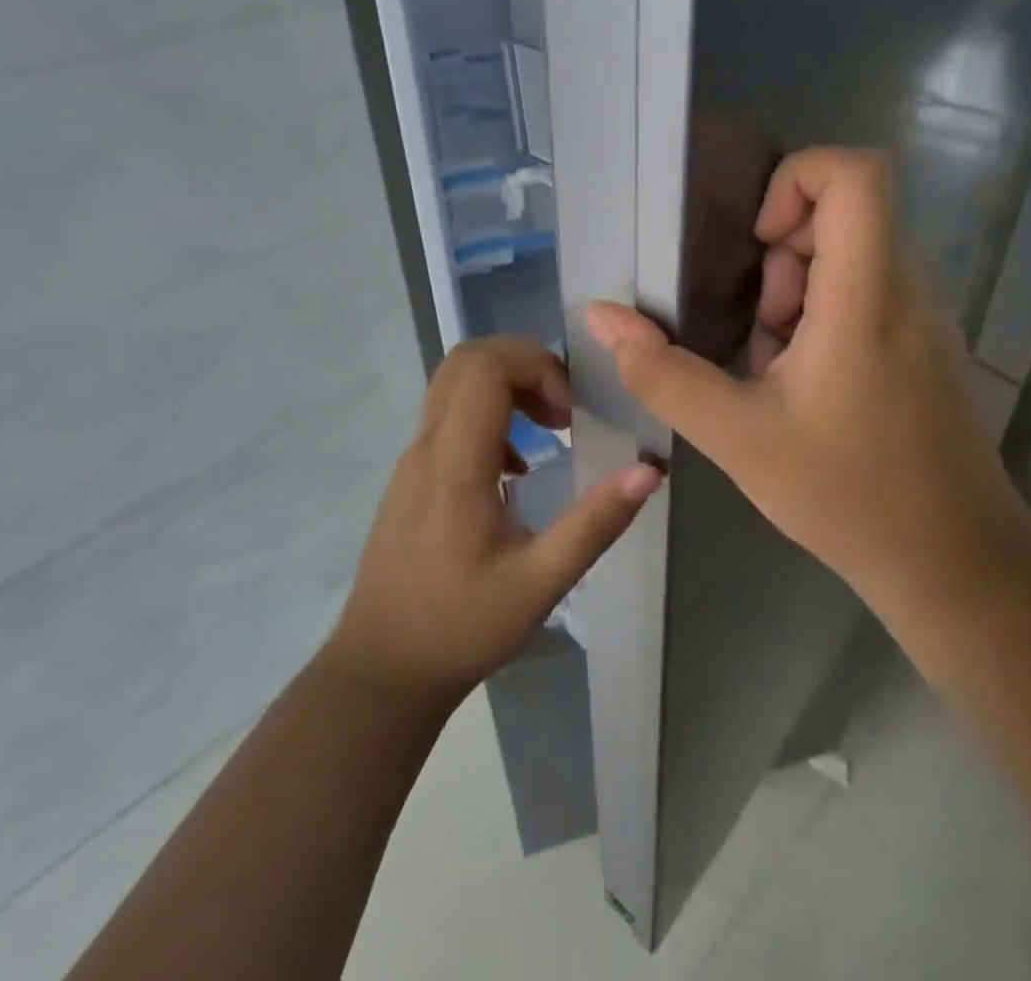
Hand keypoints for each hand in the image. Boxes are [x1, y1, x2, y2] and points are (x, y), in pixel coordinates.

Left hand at [328, 338, 660, 711]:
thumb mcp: (541, 582)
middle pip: (467, 360)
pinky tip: (519, 467)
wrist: (382, 671)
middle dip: (524, 364)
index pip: (485, 368)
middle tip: (563, 407)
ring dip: (509, 385)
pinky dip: (491, 412)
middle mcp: (427, 447)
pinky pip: (450, 415)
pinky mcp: (411, 476)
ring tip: (551, 429)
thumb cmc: (461, 627)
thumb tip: (648, 470)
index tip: (569, 412)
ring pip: (455, 383)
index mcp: (456, 464)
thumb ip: (595, 523)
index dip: (535, 367)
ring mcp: (413, 459)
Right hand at [586, 147, 1024, 622]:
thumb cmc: (848, 494)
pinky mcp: (926, 340)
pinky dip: (823, 316)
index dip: (796, 179)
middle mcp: (908, 286)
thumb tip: (602, 318)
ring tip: (778, 370)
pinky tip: (807, 385)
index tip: (759, 243)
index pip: (856, 172)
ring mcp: (925, 313)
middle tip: (762, 333)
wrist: (954, 561)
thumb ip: (661, 373)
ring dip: (797, 293)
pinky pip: (867, 290)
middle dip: (782, 258)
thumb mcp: (737, 436)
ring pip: (851, 254)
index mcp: (868, 294)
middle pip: (843, 213)